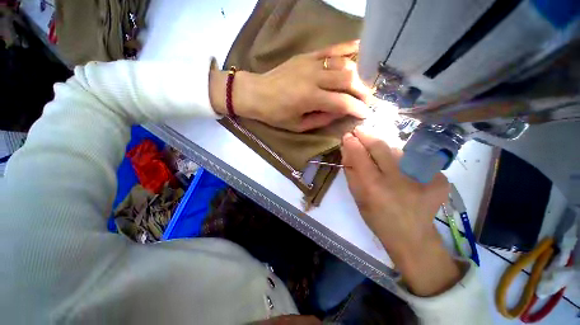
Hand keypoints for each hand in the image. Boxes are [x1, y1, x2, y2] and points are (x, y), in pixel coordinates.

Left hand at [209, 41, 371, 131]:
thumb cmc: (275, 114)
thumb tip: (340, 113)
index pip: (341, 102)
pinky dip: (348, 49)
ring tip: (362, 84)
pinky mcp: (307, 55)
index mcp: (309, 98)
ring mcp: (311, 62)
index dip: (357, 108)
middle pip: (347, 79)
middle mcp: (313, 77)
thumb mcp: (298, 125)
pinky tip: (359, 52)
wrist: (256, 93)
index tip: (365, 113)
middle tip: (367, 99)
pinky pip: (332, 49)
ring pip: (343, 63)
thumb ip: (321, 119)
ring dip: (358, 74)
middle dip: (362, 91)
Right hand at [341, 126, 460, 296]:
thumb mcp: (357, 197)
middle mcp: (398, 179)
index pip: (360, 155)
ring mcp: (423, 177)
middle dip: (367, 135)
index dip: (352, 143)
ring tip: (377, 151)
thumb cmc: (377, 218)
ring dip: (384, 147)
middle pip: (381, 146)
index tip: (348, 136)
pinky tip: (399, 167)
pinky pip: (414, 159)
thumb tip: (347, 150)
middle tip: (360, 130)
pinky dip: (402, 159)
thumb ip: (350, 172)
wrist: (412, 236)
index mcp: (374, 187)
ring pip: (398, 150)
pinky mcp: (439, 178)